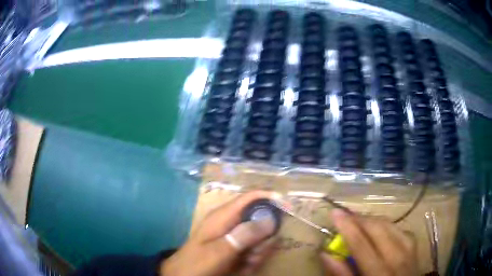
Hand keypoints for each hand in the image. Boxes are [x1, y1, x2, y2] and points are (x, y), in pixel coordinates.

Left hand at [160, 191, 278, 275]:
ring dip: (258, 254)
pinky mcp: (235, 248)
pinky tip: (242, 269)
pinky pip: (253, 251)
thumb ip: (243, 235)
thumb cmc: (197, 263)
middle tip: (254, 255)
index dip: (270, 197)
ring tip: (245, 265)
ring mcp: (233, 237)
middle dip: (263, 240)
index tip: (289, 207)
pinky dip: (252, 261)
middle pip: (260, 221)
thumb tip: (270, 218)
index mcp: (224, 216)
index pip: (251, 197)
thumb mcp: (220, 251)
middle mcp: (231, 223)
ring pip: (259, 239)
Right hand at [321, 209, 417, 275]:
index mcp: (379, 273)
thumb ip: (342, 274)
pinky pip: (399, 228)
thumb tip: (326, 253)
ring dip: (372, 220)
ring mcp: (409, 249)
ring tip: (359, 221)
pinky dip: (386, 224)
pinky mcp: (414, 245)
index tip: (335, 212)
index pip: (361, 244)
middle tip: (345, 216)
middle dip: (360, 219)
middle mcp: (397, 257)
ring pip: (390, 224)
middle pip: (379, 229)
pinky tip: (379, 229)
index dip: (347, 227)